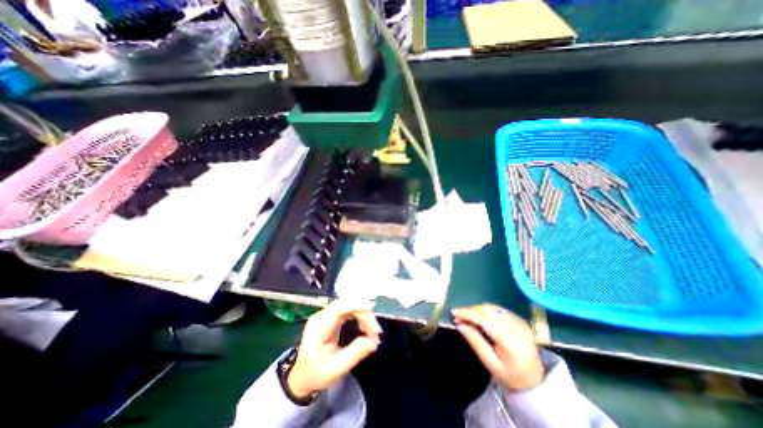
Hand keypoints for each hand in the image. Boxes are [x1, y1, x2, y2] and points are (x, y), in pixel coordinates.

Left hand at [287, 301, 380, 397]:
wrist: (301, 376)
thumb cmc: (315, 374)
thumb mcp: (334, 370)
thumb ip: (354, 354)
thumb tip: (373, 341)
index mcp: (319, 326)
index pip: (340, 307)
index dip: (358, 306)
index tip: (373, 314)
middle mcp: (321, 315)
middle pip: (347, 304)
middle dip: (364, 313)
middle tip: (376, 331)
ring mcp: (326, 314)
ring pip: (349, 305)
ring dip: (363, 315)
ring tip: (372, 331)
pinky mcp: (331, 316)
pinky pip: (348, 309)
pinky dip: (359, 316)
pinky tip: (365, 327)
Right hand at [452, 303, 541, 388]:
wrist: (537, 379)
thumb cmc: (511, 375)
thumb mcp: (491, 363)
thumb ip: (475, 342)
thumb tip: (459, 324)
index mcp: (509, 339)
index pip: (484, 319)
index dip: (467, 313)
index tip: (453, 312)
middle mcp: (515, 325)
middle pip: (487, 310)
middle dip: (470, 310)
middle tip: (458, 316)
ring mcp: (519, 320)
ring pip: (492, 307)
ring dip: (477, 309)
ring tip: (467, 316)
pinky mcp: (519, 318)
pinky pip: (498, 309)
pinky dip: (485, 310)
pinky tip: (479, 316)